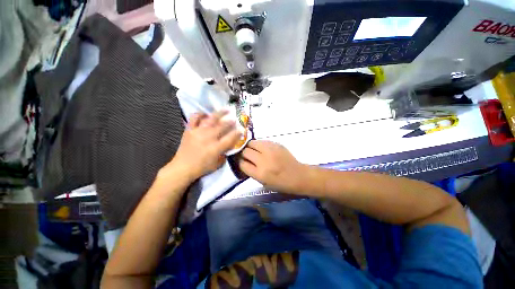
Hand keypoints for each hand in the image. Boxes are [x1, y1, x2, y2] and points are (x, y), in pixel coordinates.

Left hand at [162, 111, 241, 181]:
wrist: (183, 167)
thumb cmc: (202, 167)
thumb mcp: (218, 163)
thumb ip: (225, 153)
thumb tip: (229, 144)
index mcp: (216, 148)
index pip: (230, 138)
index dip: (237, 133)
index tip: (241, 129)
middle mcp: (208, 138)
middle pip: (222, 126)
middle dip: (231, 121)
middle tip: (235, 118)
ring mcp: (198, 132)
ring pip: (211, 119)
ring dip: (220, 113)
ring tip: (226, 109)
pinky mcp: (189, 130)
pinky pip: (194, 118)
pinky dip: (200, 114)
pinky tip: (206, 114)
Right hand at [238, 140, 307, 192]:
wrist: (298, 176)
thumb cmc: (281, 183)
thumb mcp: (264, 183)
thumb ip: (252, 172)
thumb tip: (244, 162)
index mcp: (260, 173)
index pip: (242, 164)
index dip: (240, 163)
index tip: (242, 162)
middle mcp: (264, 160)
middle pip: (246, 152)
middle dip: (244, 154)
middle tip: (247, 156)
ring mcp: (270, 150)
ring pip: (252, 143)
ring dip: (250, 147)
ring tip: (254, 150)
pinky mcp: (276, 144)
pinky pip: (262, 141)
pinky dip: (259, 144)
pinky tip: (262, 149)